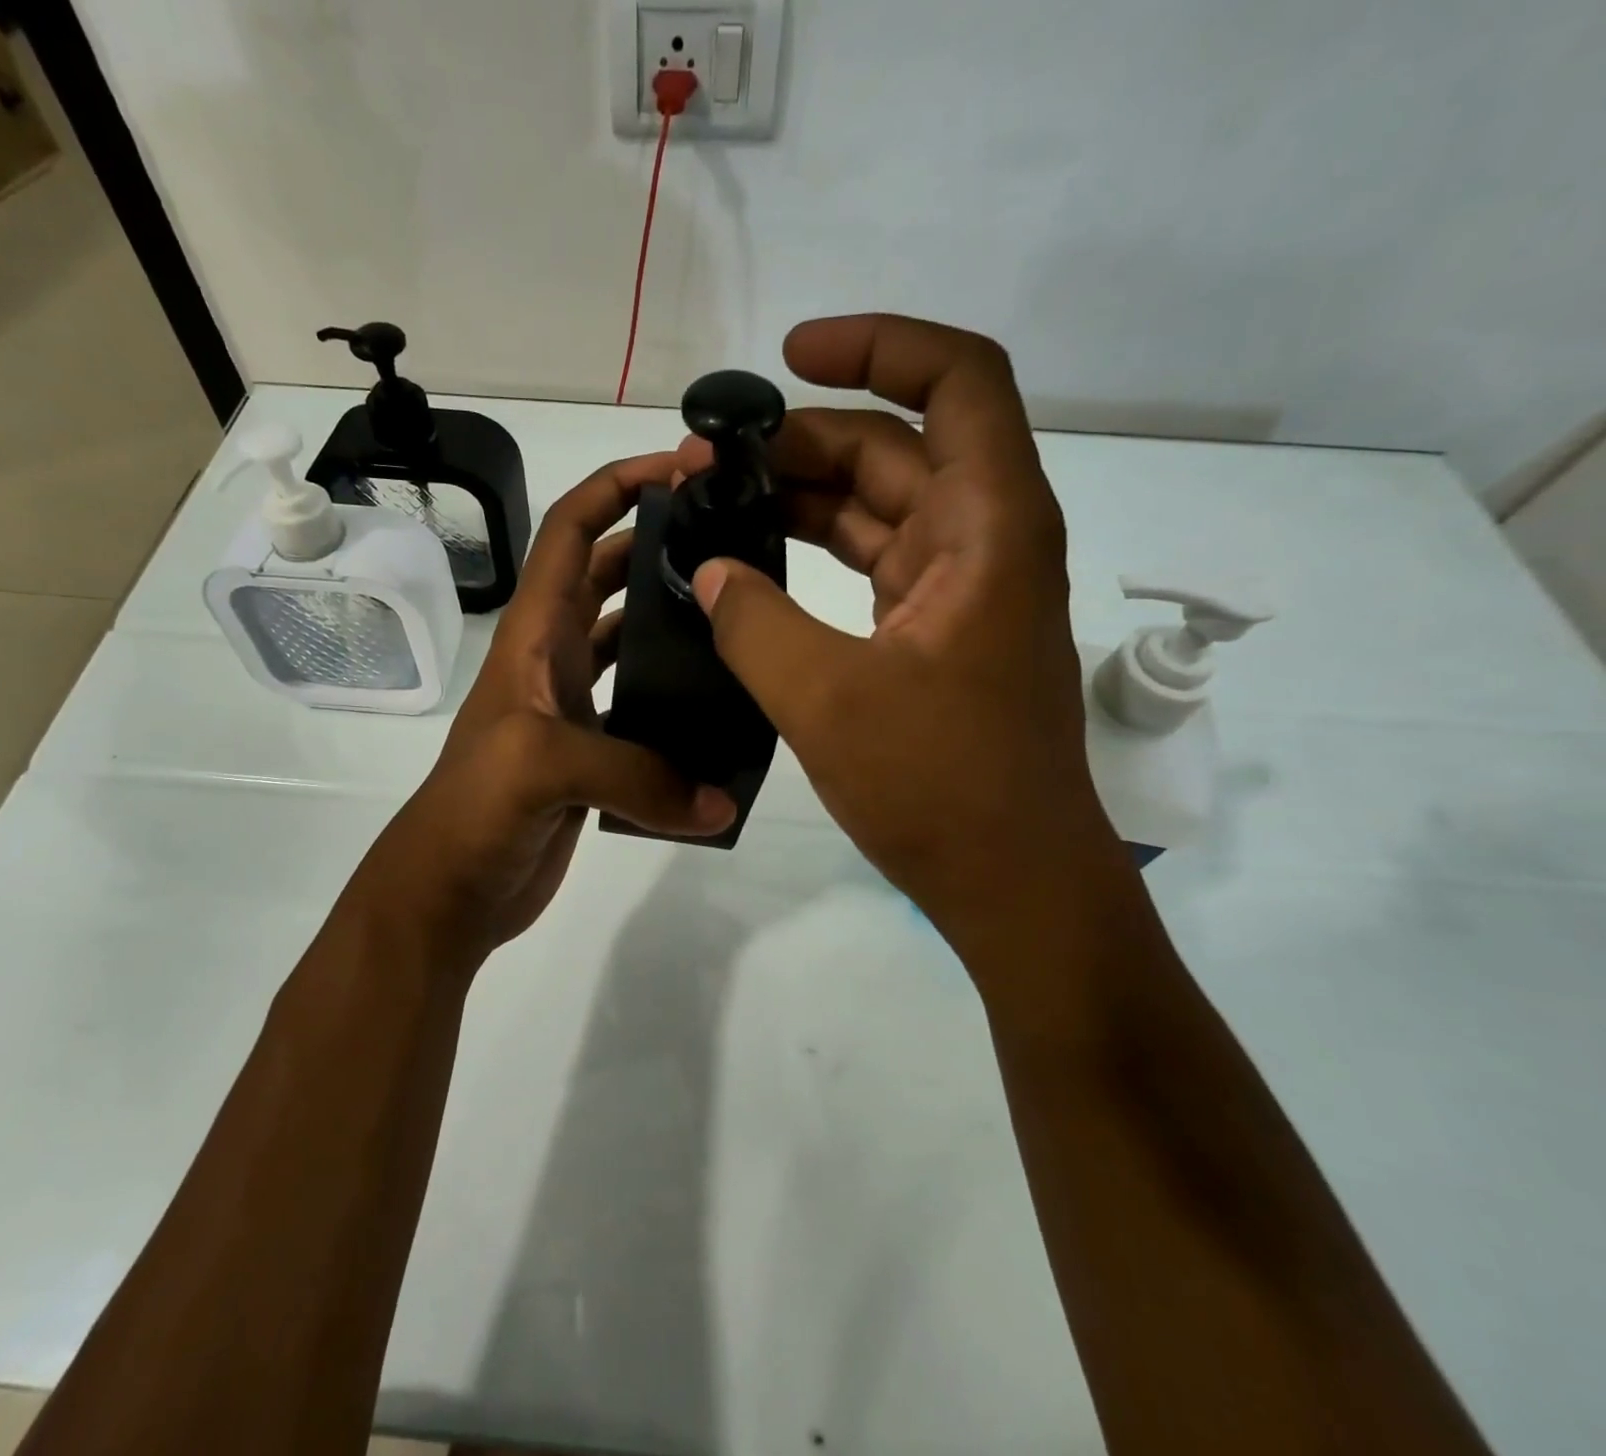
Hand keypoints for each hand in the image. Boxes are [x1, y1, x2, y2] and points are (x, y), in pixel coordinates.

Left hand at [350, 453, 737, 975]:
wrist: (450, 892)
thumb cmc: (473, 811)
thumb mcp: (543, 767)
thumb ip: (638, 775)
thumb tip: (722, 801)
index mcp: (533, 634)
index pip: (571, 530)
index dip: (619, 485)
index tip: (684, 467)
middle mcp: (554, 658)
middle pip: (610, 576)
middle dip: (662, 543)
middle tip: (735, 537)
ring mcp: (576, 708)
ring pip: (632, 642)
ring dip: (674, 621)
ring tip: (741, 614)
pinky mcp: (595, 755)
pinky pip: (647, 710)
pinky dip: (680, 704)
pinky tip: (725, 710)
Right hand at [676, 315, 1125, 964]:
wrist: (1010, 880)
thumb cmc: (939, 787)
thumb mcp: (827, 700)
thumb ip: (754, 623)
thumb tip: (707, 572)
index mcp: (988, 528)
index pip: (958, 381)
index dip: (879, 346)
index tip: (792, 356)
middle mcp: (984, 541)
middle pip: (896, 448)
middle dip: (802, 440)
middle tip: (709, 463)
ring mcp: (960, 589)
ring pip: (880, 508)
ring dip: (803, 497)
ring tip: (716, 505)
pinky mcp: (935, 634)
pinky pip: (872, 564)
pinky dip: (816, 553)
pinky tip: (754, 565)